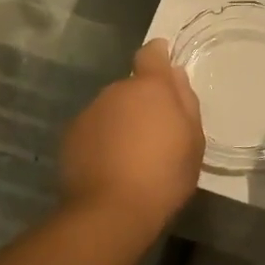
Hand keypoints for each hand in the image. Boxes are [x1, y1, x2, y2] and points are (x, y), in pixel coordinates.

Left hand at [59, 38, 204, 236]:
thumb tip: (175, 76)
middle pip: (132, 87)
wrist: (110, 211)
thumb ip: (185, 102)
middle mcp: (115, 91)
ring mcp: (89, 112)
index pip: (152, 54)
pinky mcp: (71, 136)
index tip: (165, 69)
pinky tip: (111, 167)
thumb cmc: (164, 175)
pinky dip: (102, 140)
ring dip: (121, 122)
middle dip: (142, 102)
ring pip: (111, 109)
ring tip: (132, 156)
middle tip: (156, 133)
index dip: (159, 56)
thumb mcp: (193, 141)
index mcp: (150, 87)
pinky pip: (94, 129)